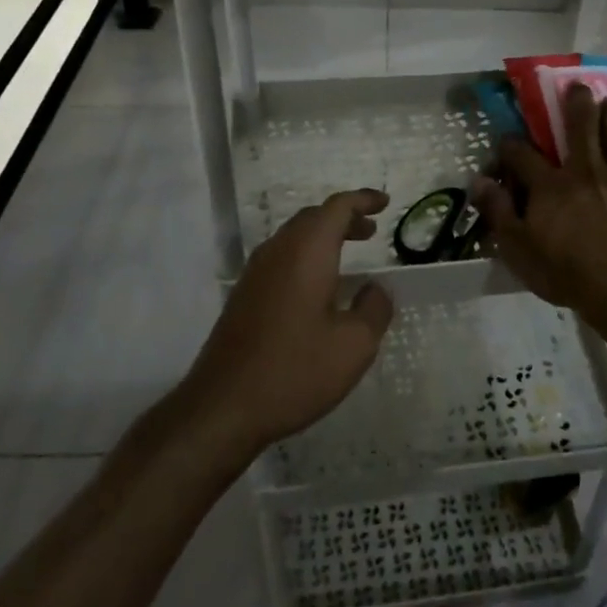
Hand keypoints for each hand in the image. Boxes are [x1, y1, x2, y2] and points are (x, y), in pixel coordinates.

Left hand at [179, 189, 394, 456]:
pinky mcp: (244, 295)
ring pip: (294, 237)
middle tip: (370, 231)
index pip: (337, 207)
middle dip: (344, 218)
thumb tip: (375, 290)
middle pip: (313, 217)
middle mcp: (278, 251)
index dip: (363, 200)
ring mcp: (256, 272)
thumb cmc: (295, 370)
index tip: (384, 203)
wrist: (223, 407)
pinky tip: (317, 287)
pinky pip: (281, 258)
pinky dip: (306, 257)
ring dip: (324, 237)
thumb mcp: (354, 345)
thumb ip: (374, 309)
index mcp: (307, 251)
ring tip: (349, 254)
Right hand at [472, 84, 606, 329]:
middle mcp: (585, 170)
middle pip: (580, 126)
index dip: (511, 145)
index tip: (506, 141)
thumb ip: (498, 212)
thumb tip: (478, 181)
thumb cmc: (566, 272)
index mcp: (549, 185)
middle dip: (577, 102)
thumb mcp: (518, 248)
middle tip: (578, 86)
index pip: (522, 154)